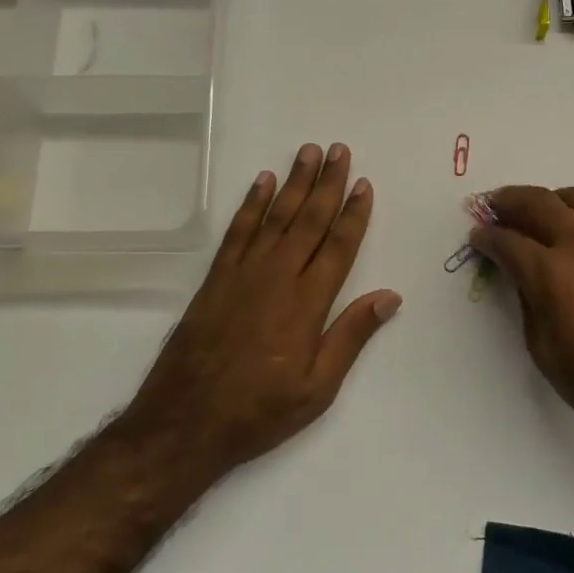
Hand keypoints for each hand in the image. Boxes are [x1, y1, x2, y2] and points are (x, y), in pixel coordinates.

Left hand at [127, 143, 401, 472]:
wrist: (184, 422)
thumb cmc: (259, 411)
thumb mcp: (318, 388)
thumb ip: (351, 336)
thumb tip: (389, 296)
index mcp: (308, 304)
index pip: (338, 246)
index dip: (354, 214)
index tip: (364, 184)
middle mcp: (277, 278)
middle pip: (309, 220)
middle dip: (327, 184)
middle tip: (339, 150)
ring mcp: (243, 274)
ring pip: (276, 217)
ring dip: (294, 183)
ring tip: (308, 152)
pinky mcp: (216, 279)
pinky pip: (238, 231)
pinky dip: (251, 204)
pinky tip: (262, 182)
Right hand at [471, 186, 573, 451]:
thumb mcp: (542, 348)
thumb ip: (528, 300)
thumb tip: (524, 275)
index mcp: (552, 272)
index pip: (508, 240)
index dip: (487, 236)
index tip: (478, 235)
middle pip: (540, 201)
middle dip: (511, 200)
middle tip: (497, 206)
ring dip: (552, 201)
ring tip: (541, 213)